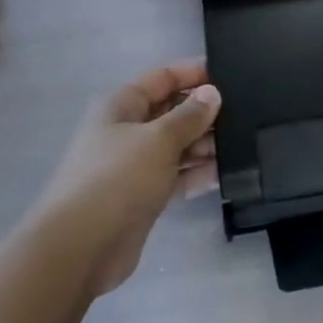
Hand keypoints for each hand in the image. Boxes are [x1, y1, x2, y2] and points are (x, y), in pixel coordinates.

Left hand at [29, 61, 220, 296]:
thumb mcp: (158, 139)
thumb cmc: (117, 178)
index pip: (162, 78)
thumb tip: (212, 93)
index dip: (193, 74)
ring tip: (240, 145)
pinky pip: (174, 176)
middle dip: (202, 113)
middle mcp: (126, 131)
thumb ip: (189, 116)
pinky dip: (195, 174)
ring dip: (203, 145)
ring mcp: (133, 166)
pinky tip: (224, 173)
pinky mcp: (141, 197)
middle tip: (243, 115)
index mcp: (121, 106)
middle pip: (170, 112)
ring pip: (175, 146)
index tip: (228, 75)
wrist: (80, 248)